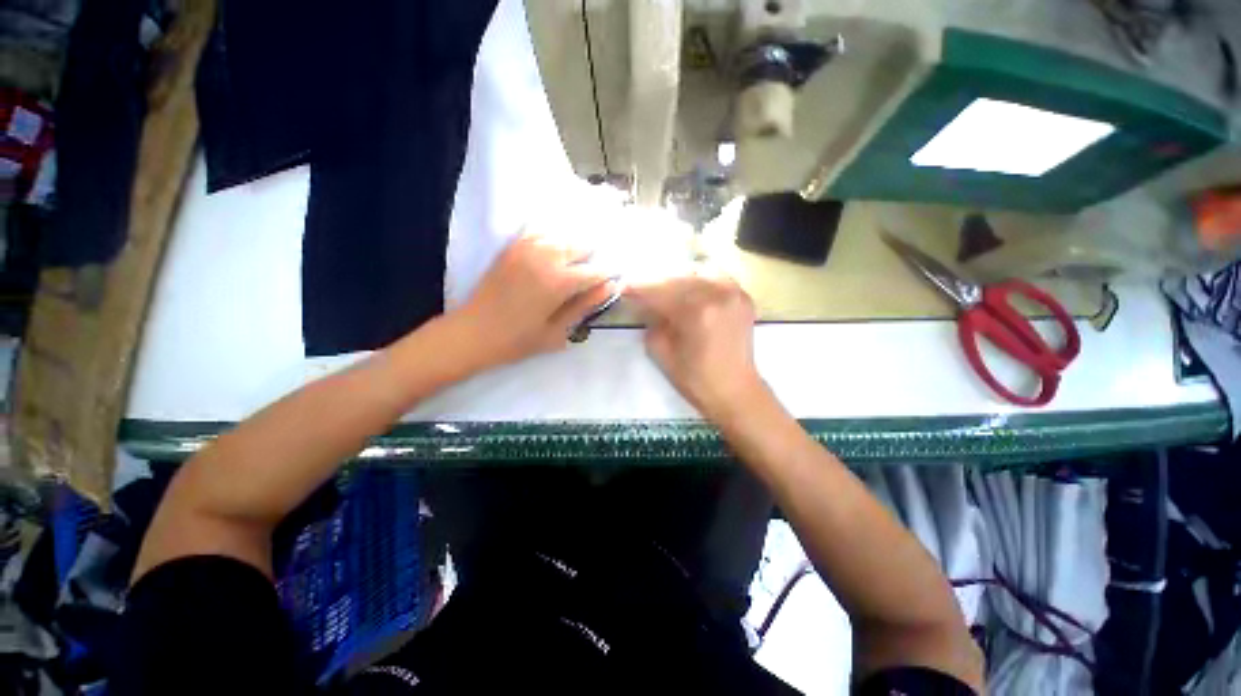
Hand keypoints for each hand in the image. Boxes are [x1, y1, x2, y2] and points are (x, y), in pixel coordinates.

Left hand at [454, 233, 615, 368]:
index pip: (595, 270)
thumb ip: (584, 305)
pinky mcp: (512, 247)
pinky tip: (554, 248)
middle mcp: (546, 257)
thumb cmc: (518, 340)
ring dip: (574, 247)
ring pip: (562, 236)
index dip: (607, 275)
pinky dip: (552, 237)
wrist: (473, 333)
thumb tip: (610, 287)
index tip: (612, 281)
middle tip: (591, 276)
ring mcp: (526, 248)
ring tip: (575, 263)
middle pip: (581, 246)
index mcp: (560, 281)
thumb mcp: (557, 330)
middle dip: (592, 259)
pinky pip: (539, 231)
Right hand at [625, 271, 766, 419]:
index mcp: (696, 311)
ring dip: (677, 276)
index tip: (623, 286)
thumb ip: (651, 321)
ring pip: (698, 270)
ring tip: (664, 287)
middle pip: (678, 276)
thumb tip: (643, 301)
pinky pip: (717, 276)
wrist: (735, 390)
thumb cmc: (695, 378)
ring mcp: (734, 293)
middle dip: (655, 281)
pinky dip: (699, 278)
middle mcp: (718, 294)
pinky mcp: (743, 297)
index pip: (660, 291)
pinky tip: (688, 288)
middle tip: (641, 287)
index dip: (638, 288)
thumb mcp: (661, 351)